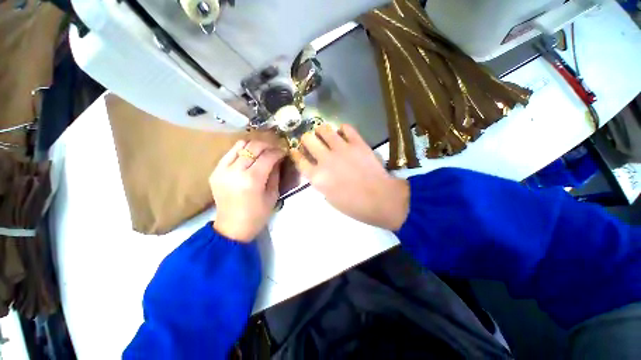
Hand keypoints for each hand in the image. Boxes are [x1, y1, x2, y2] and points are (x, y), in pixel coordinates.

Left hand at [210, 140, 284, 241]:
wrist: (232, 227)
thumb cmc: (257, 215)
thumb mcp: (273, 195)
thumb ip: (275, 174)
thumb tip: (278, 158)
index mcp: (252, 180)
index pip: (267, 156)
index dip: (278, 151)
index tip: (284, 152)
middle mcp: (235, 171)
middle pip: (253, 147)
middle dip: (267, 145)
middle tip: (275, 149)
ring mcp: (222, 170)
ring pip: (240, 145)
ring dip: (254, 145)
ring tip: (262, 151)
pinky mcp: (215, 171)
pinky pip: (230, 153)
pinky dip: (242, 151)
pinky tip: (249, 157)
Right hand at [291, 124, 409, 230]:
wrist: (381, 199)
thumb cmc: (354, 205)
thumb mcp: (330, 198)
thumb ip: (321, 182)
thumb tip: (319, 171)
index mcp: (317, 177)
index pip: (299, 159)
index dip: (296, 153)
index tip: (296, 150)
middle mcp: (325, 160)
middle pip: (308, 139)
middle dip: (306, 139)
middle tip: (311, 141)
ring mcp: (341, 149)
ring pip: (324, 129)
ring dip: (321, 131)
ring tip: (324, 134)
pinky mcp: (357, 143)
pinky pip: (346, 128)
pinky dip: (343, 129)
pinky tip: (343, 133)